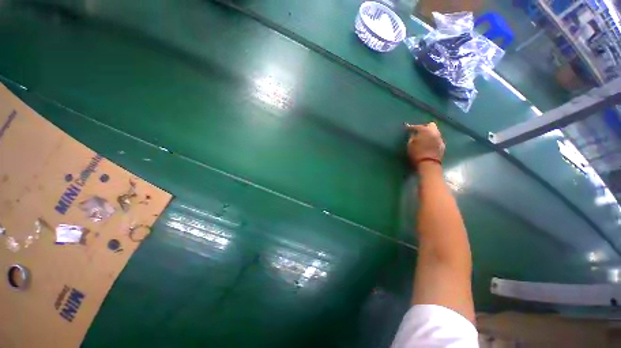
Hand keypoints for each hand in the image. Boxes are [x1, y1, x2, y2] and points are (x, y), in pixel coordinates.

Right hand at [406, 122, 444, 166]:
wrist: (428, 164)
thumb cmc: (417, 154)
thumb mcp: (410, 145)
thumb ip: (412, 138)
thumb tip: (413, 135)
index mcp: (425, 131)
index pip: (418, 126)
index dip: (411, 127)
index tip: (407, 128)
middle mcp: (434, 133)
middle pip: (431, 125)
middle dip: (424, 127)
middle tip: (418, 132)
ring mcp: (440, 139)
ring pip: (435, 132)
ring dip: (429, 134)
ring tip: (423, 138)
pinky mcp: (442, 145)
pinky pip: (437, 139)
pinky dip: (432, 140)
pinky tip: (428, 144)